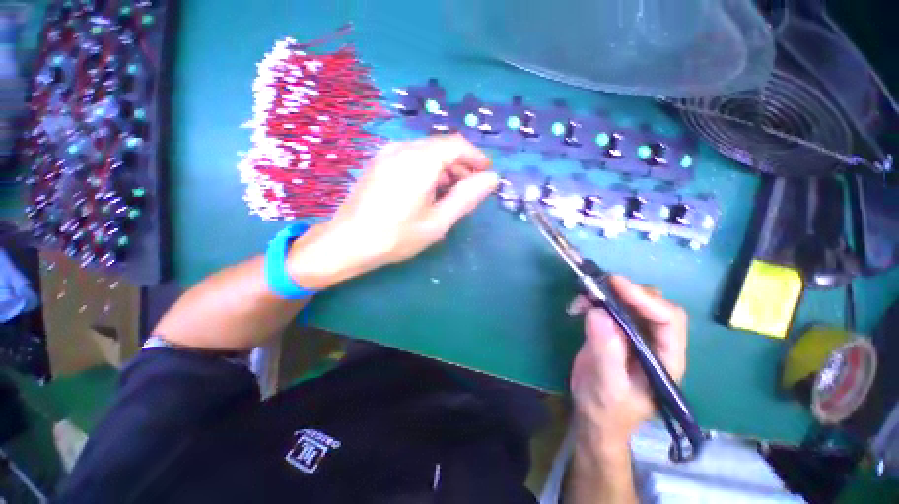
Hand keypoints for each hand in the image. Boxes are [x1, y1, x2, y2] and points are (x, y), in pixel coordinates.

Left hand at [287, 135, 497, 288]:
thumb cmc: (397, 235)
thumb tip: (492, 178)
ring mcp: (387, 153)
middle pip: (442, 146)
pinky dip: (427, 169)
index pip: (457, 145)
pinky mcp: (379, 162)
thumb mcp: (438, 220)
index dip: (476, 157)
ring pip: (426, 152)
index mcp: (420, 160)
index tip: (487, 174)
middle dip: (461, 165)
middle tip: (470, 189)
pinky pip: (411, 157)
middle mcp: (403, 147)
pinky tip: (427, 191)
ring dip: (444, 168)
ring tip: (450, 193)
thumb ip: (467, 197)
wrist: (348, 242)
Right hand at [568, 276, 687, 455]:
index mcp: (665, 358)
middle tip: (595, 287)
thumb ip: (606, 351)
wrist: (594, 417)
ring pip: (629, 302)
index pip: (668, 319)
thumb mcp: (606, 384)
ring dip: (605, 294)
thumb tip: (598, 312)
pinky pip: (609, 306)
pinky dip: (593, 300)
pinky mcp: (615, 330)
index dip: (644, 298)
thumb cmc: (606, 408)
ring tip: (582, 298)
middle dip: (624, 292)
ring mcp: (635, 334)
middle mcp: (655, 342)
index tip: (614, 284)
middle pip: (651, 304)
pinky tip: (578, 306)